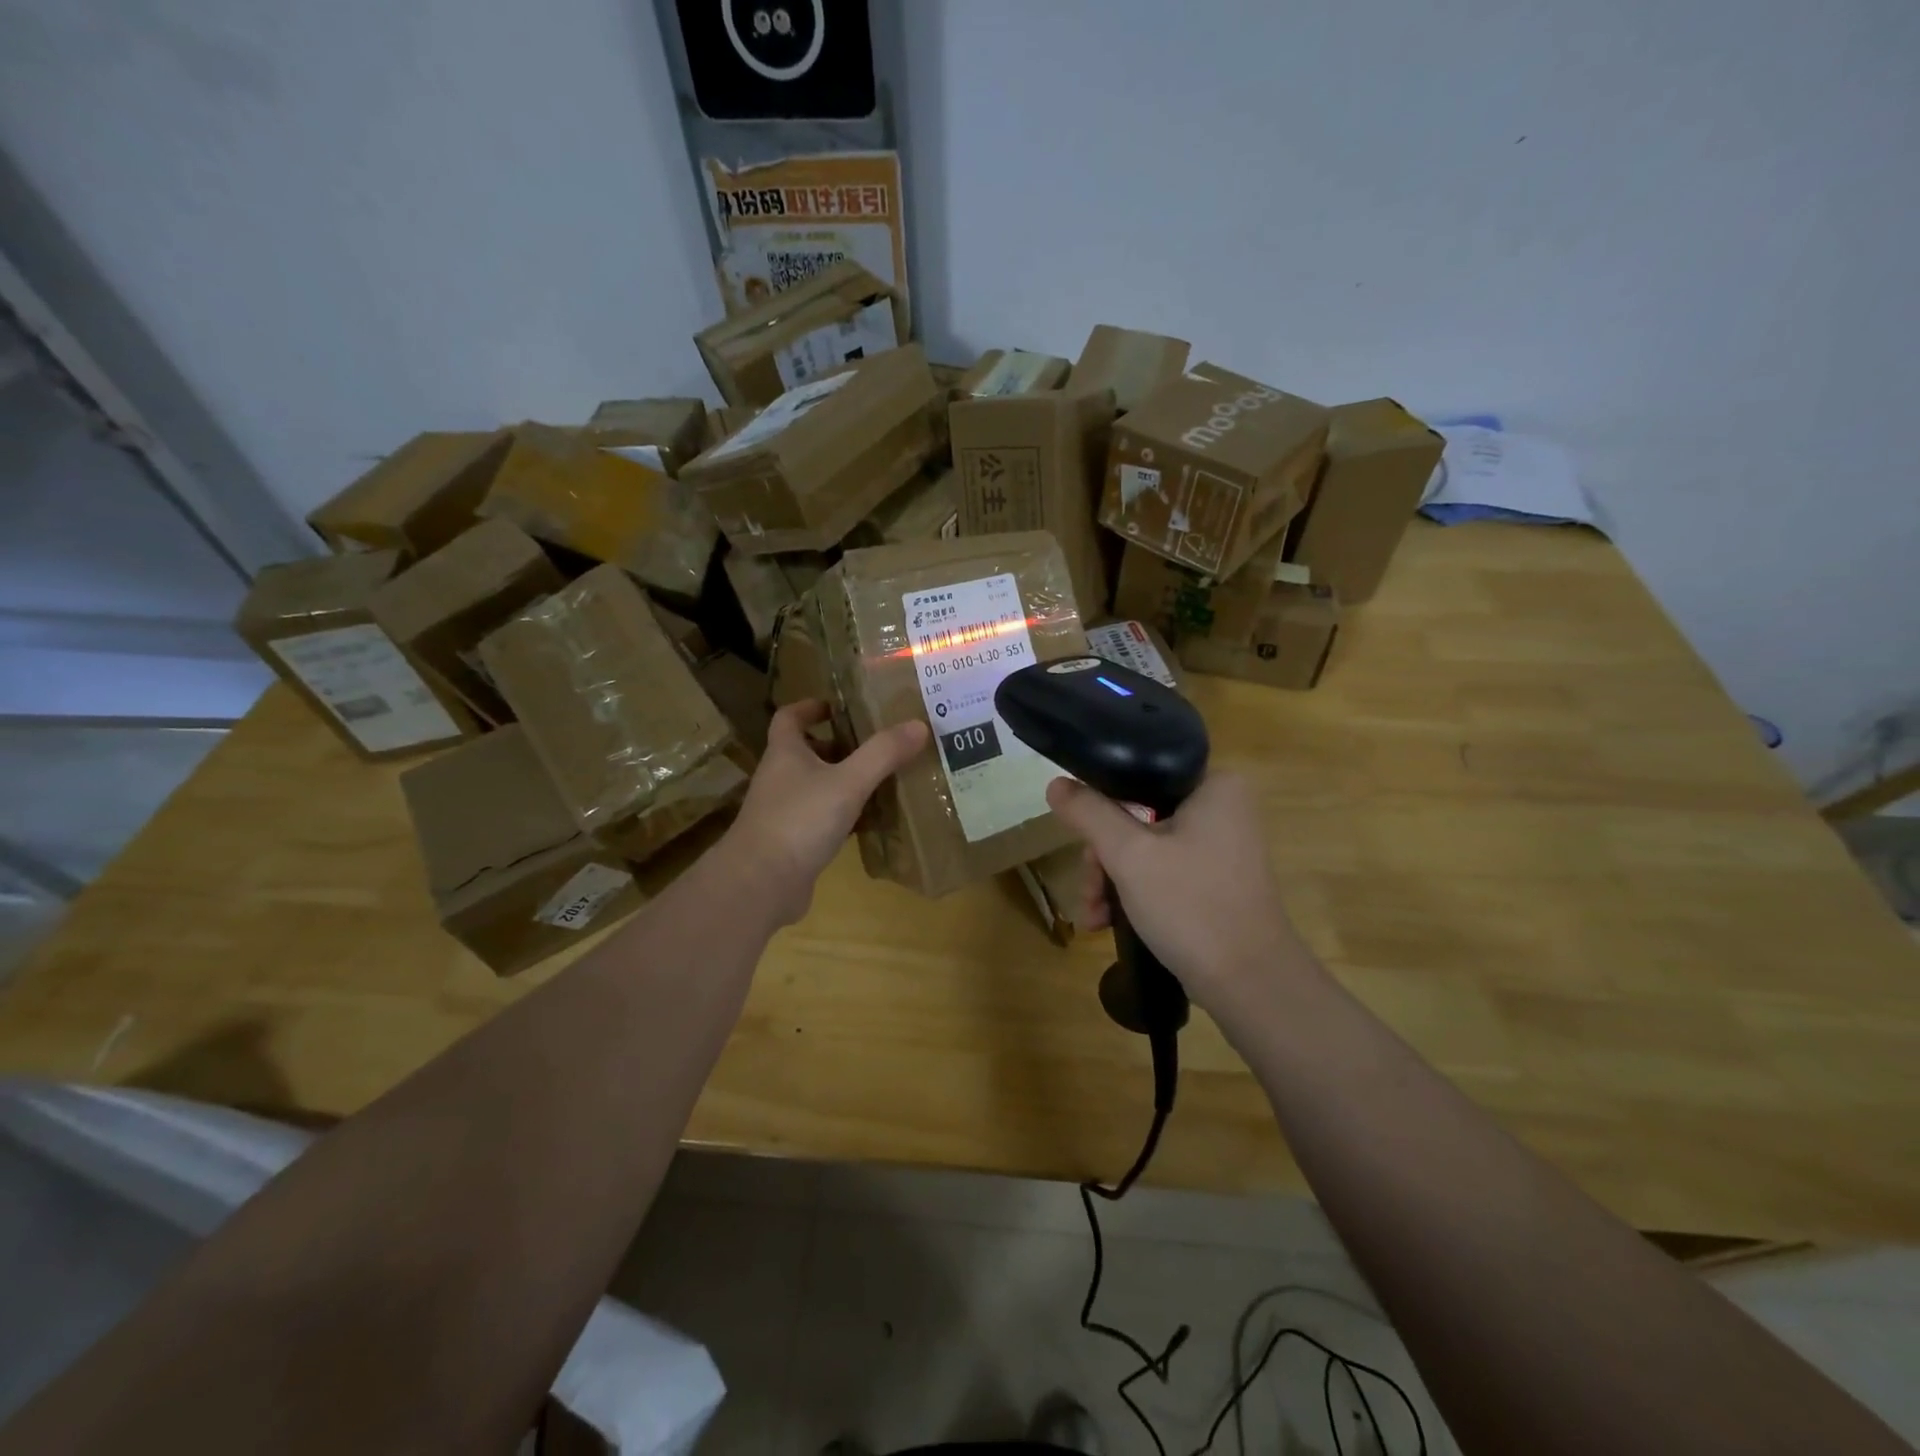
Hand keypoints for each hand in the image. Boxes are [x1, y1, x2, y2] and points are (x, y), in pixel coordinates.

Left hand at [723, 700, 928, 924]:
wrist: (761, 883)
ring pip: (816, 787)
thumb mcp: (848, 782)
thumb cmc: (800, 821)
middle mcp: (779, 778)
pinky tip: (868, 823)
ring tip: (881, 781)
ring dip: (843, 782)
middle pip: (806, 752)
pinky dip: (843, 817)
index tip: (837, 707)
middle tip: (875, 746)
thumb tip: (918, 725)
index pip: (789, 717)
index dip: (810, 707)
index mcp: (785, 753)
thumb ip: (882, 754)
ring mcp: (783, 812)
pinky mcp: (791, 842)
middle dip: (838, 746)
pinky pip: (820, 819)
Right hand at [1044, 771, 1307, 1013]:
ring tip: (1093, 916)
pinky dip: (1135, 893)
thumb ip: (1089, 813)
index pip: (1140, 775)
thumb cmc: (1190, 905)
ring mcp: (1222, 847)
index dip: (1101, 805)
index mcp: (1214, 785)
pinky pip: (1164, 871)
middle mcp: (1223, 808)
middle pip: (1138, 816)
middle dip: (1104, 857)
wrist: (1249, 983)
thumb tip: (1056, 783)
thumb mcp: (1129, 854)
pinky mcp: (1216, 880)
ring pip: (1146, 847)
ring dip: (1112, 880)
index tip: (1081, 841)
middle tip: (1089, 890)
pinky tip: (1108, 922)